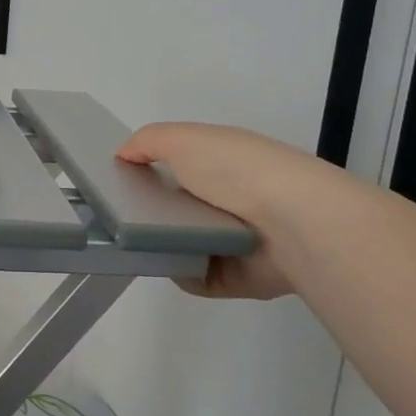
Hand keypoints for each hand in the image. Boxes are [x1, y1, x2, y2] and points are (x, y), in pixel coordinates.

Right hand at [116, 122, 334, 300]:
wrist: (294, 224)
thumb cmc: (237, 171)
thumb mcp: (184, 139)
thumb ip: (147, 141)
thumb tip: (124, 155)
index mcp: (223, 163)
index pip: (180, 165)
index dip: (150, 169)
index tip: (121, 179)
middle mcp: (231, 199)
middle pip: (177, 207)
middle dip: (149, 210)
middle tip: (121, 215)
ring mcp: (235, 239)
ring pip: (183, 242)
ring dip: (161, 244)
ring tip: (138, 241)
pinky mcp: (237, 276)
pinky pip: (195, 276)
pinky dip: (180, 272)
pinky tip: (166, 262)